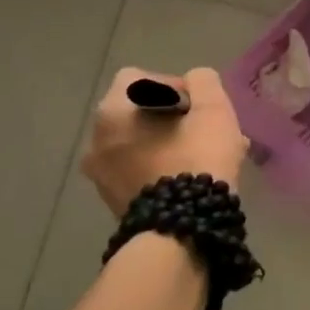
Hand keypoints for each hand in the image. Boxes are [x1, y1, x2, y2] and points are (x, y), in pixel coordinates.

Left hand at [81, 67, 248, 216]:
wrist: (181, 231)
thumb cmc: (195, 159)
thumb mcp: (212, 109)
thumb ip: (204, 82)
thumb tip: (195, 81)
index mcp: (113, 112)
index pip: (139, 78)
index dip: (173, 84)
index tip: (197, 106)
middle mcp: (96, 141)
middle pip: (139, 113)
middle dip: (174, 118)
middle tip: (206, 132)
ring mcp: (100, 175)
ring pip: (141, 144)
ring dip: (170, 144)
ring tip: (206, 158)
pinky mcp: (113, 202)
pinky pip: (139, 171)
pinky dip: (161, 168)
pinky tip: (192, 181)